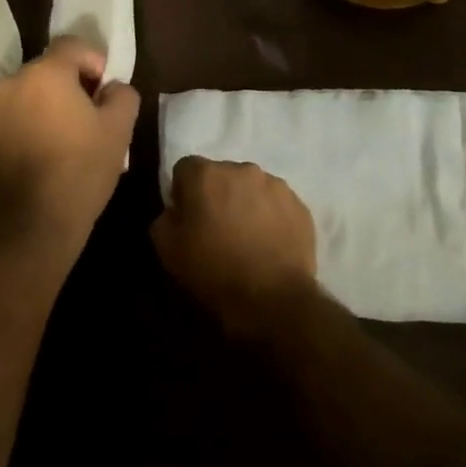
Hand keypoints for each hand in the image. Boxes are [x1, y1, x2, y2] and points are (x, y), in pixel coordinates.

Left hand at [0, 37, 139, 253]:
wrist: (34, 224)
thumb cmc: (82, 170)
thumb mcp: (120, 129)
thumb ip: (122, 94)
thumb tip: (112, 87)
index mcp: (45, 74)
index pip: (72, 45)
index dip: (95, 61)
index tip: (105, 91)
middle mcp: (12, 83)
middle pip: (49, 68)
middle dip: (73, 84)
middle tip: (92, 115)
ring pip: (30, 93)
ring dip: (50, 104)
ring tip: (70, 136)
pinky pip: (15, 115)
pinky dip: (32, 123)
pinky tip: (48, 152)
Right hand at [152, 157, 318, 338]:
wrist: (271, 297)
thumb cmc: (212, 270)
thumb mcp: (167, 249)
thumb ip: (165, 218)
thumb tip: (177, 210)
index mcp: (206, 174)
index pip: (186, 168)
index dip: (183, 192)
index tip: (187, 217)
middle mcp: (242, 169)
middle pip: (222, 175)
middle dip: (217, 194)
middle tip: (217, 227)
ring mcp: (276, 185)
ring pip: (252, 187)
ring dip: (246, 203)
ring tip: (247, 237)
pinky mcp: (299, 205)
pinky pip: (277, 204)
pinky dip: (271, 217)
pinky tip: (269, 243)